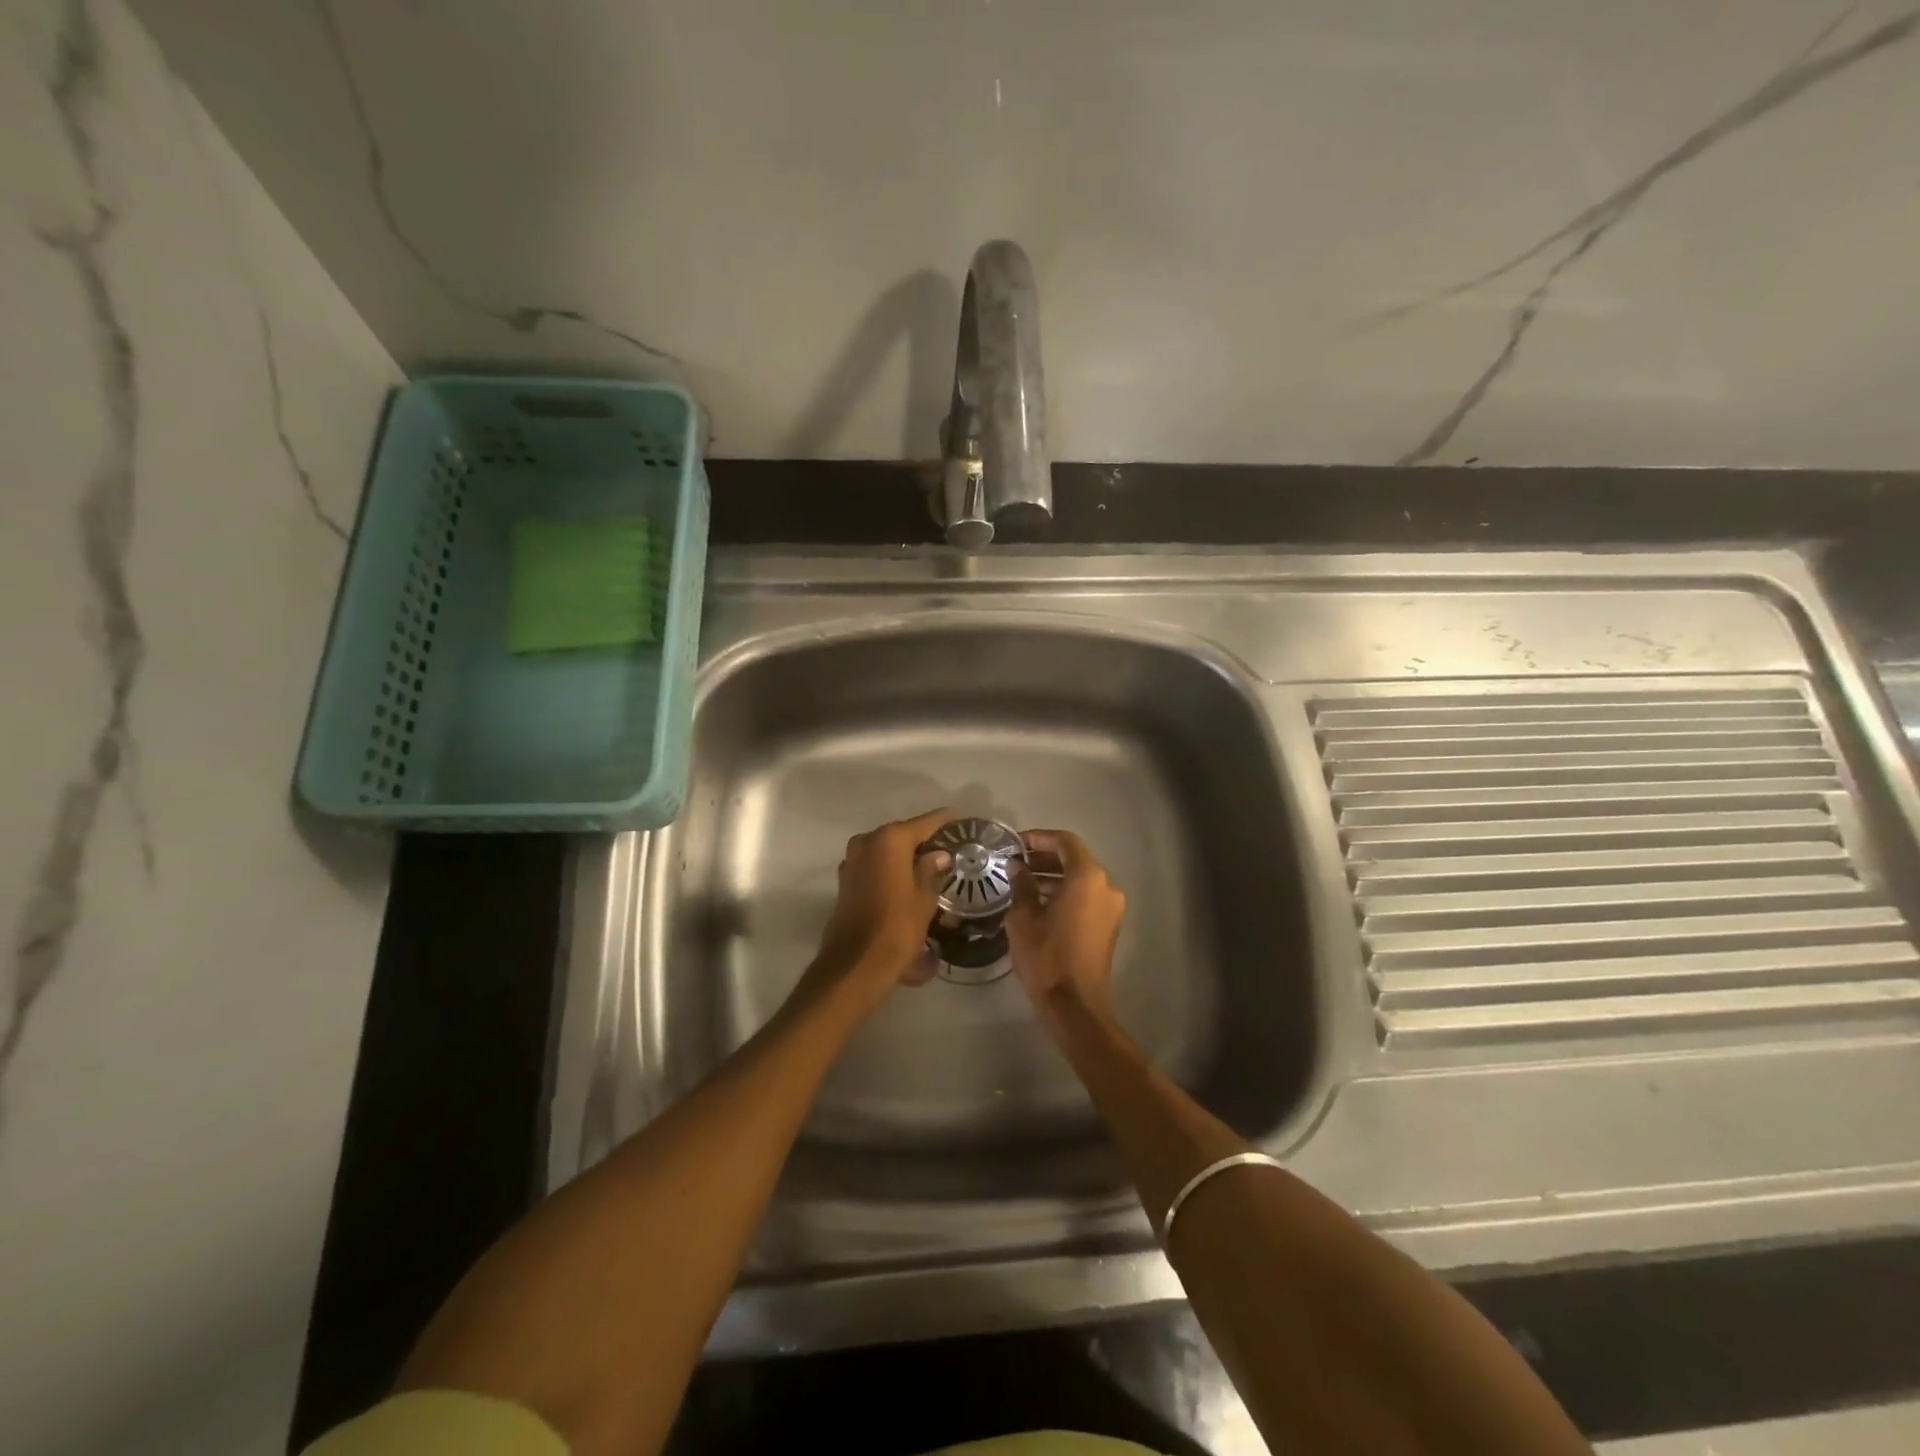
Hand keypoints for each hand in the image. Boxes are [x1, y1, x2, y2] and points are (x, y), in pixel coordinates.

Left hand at [804, 807, 953, 1013]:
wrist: (857, 962)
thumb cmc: (898, 926)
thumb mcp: (924, 897)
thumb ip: (931, 870)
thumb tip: (938, 855)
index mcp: (889, 840)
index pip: (924, 823)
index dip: (944, 821)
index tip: (960, 817)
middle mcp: (867, 842)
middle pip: (902, 834)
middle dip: (923, 841)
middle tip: (947, 848)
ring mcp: (852, 861)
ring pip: (886, 851)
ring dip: (904, 856)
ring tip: (929, 866)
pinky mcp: (845, 881)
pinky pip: (874, 866)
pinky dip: (890, 869)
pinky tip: (907, 881)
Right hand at [1007, 829, 1125, 1023]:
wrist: (1075, 1004)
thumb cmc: (1046, 955)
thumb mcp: (1023, 917)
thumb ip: (1021, 885)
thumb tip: (1017, 868)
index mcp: (1087, 877)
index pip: (1065, 842)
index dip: (1039, 838)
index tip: (1016, 844)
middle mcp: (1106, 886)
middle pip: (1075, 859)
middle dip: (1045, 857)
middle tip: (1016, 862)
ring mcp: (1111, 907)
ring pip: (1081, 879)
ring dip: (1054, 876)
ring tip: (1023, 882)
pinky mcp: (1110, 925)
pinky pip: (1087, 897)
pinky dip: (1066, 893)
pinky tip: (1040, 903)